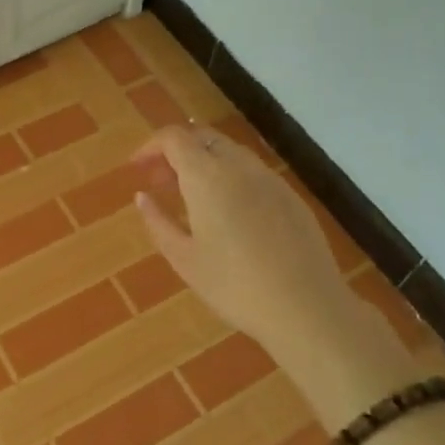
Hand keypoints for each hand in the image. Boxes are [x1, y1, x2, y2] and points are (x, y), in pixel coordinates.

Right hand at [133, 126, 423, 418]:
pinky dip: (229, 176)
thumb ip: (158, 222)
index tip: (136, 169)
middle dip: (175, 151)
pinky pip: (252, 171)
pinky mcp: (291, 196)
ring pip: (229, 152)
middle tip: (159, 182)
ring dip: (203, 162)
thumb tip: (142, 197)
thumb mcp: (184, 259)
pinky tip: (227, 212)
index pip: (174, 137)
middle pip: (202, 137)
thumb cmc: (234, 286)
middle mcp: (239, 166)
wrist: (307, 307)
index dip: (150, 146)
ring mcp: (270, 178)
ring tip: (190, 197)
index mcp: (207, 177)